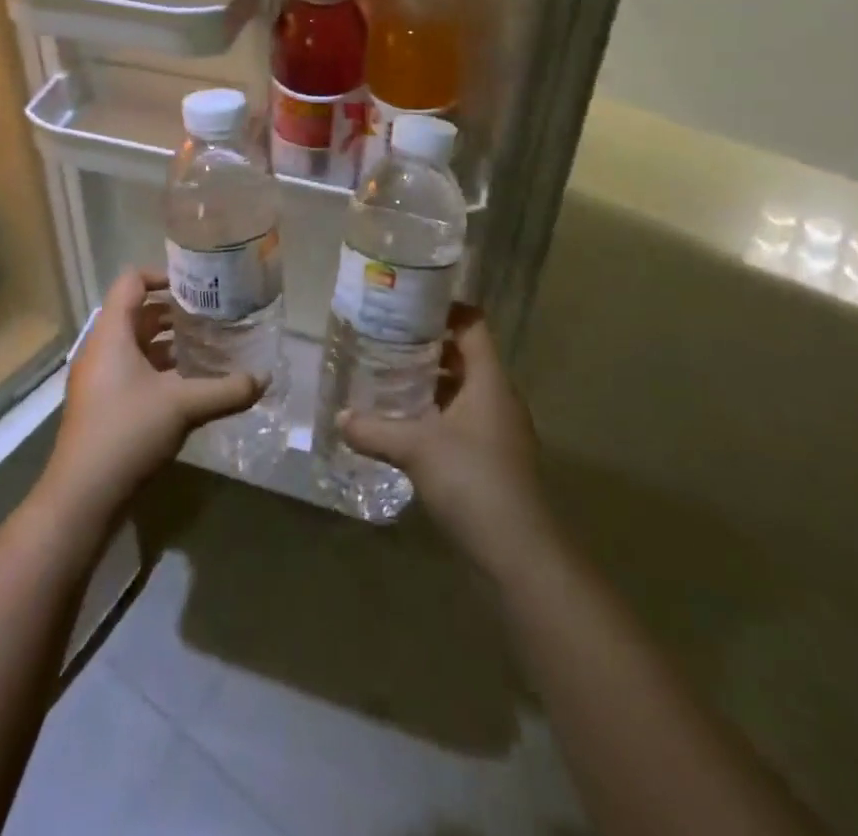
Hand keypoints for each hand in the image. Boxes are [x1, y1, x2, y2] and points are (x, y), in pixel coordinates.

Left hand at [41, 268, 263, 524]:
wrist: (82, 495)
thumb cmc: (127, 432)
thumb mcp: (183, 406)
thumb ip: (225, 389)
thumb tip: (264, 379)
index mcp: (111, 333)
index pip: (132, 282)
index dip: (162, 275)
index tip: (196, 286)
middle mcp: (100, 348)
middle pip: (135, 313)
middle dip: (173, 312)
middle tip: (211, 316)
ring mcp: (97, 378)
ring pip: (135, 345)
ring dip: (167, 343)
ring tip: (206, 347)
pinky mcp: (101, 404)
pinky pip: (131, 371)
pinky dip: (158, 369)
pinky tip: (188, 385)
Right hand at [338, 309, 553, 580]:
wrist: (518, 553)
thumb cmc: (471, 480)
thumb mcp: (415, 448)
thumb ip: (374, 429)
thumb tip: (339, 417)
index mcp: (490, 380)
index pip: (472, 324)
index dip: (444, 308)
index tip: (406, 304)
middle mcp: (498, 397)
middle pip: (464, 355)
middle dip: (426, 346)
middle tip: (385, 339)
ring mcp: (498, 430)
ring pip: (461, 390)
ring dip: (429, 383)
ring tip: (387, 378)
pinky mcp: (493, 458)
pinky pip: (461, 420)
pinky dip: (435, 414)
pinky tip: (404, 425)